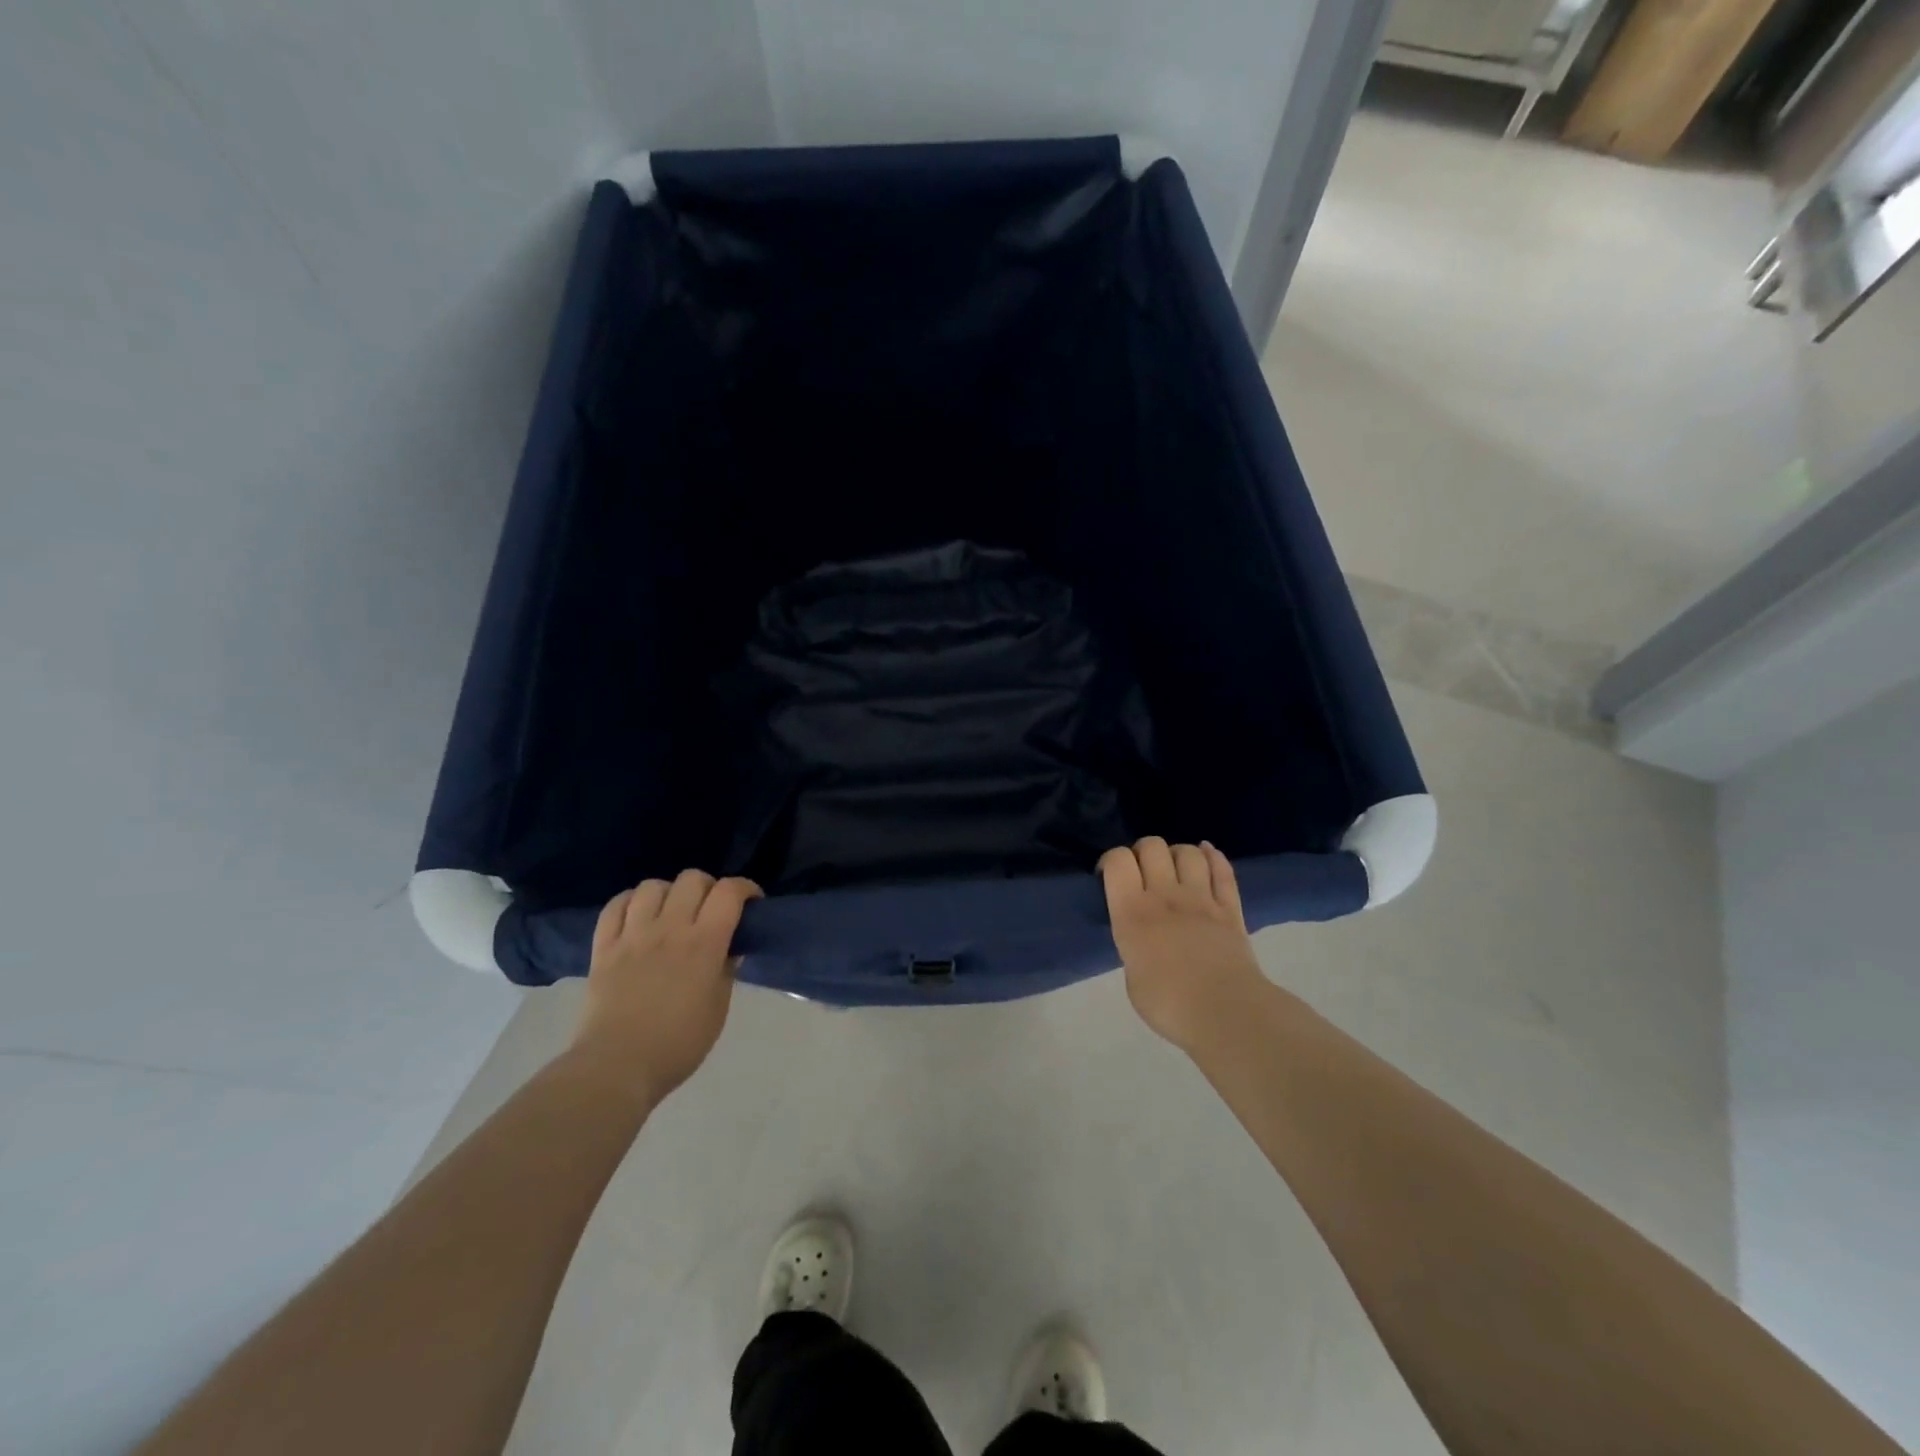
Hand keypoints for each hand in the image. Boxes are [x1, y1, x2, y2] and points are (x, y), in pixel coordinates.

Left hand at [567, 870, 761, 1107]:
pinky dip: (630, 902)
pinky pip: (614, 906)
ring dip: (669, 893)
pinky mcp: (603, 947)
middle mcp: (670, 929)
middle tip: (711, 909)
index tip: (751, 902)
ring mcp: (633, 935)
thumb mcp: (718, 1008)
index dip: (745, 888)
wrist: (617, 1067)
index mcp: (704, 943)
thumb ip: (725, 970)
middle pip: (692, 879)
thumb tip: (728, 948)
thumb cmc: (678, 1044)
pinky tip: (637, 915)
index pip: (729, 892)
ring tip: (671, 912)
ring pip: (652, 886)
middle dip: (708, 887)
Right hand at [1099, 837, 1265, 1052]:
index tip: (1110, 876)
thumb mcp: (1132, 977)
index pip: (1117, 860)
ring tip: (1174, 868)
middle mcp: (1164, 895)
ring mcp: (1201, 898)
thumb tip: (1144, 941)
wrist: (1226, 1014)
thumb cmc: (1169, 1004)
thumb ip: (1135, 947)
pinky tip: (1207, 853)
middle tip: (1142, 872)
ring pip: (1188, 852)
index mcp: (1132, 913)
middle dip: (1143, 851)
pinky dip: (1213, 857)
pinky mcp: (1230, 908)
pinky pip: (1223, 870)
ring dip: (1177, 853)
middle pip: (1152, 846)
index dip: (1111, 860)